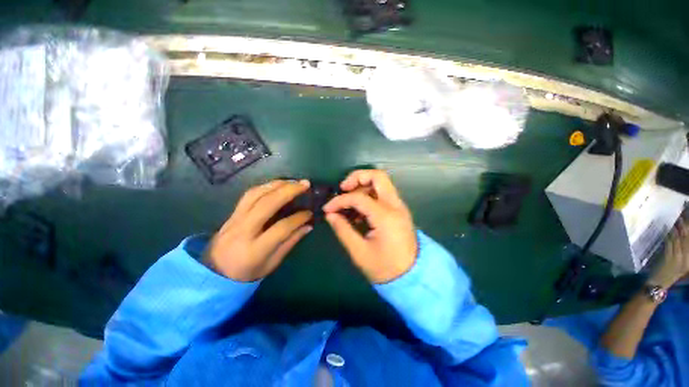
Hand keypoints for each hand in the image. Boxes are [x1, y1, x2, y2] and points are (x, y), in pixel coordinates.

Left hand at [204, 180, 312, 281]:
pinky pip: (249, 194)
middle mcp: (243, 230)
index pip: (281, 228)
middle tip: (305, 184)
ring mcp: (235, 219)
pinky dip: (265, 186)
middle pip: (267, 204)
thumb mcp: (272, 264)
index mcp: (255, 249)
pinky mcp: (232, 213)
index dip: (298, 218)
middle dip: (289, 191)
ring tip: (293, 182)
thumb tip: (308, 226)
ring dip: (277, 184)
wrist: (214, 273)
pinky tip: (276, 185)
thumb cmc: (246, 273)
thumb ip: (290, 243)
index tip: (310, 213)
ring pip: (256, 194)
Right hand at [323, 170, 417, 283]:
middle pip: (378, 176)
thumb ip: (343, 229)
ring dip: (363, 185)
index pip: (358, 198)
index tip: (328, 209)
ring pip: (381, 182)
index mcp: (385, 216)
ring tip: (349, 201)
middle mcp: (395, 206)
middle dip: (357, 177)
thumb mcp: (359, 252)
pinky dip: (369, 194)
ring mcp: (399, 206)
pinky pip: (383, 193)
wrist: (412, 277)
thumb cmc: (385, 268)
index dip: (339, 201)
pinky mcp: (399, 210)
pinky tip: (359, 210)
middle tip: (343, 188)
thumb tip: (330, 214)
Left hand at [650, 219, 688, 287]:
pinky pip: (670, 244)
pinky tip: (670, 229)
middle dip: (686, 227)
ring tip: (678, 219)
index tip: (688, 220)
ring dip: (678, 229)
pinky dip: (670, 236)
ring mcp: (677, 259)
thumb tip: (682, 234)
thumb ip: (683, 250)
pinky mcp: (668, 258)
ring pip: (679, 240)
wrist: (659, 283)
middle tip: (684, 216)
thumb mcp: (680, 262)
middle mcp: (686, 259)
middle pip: (687, 239)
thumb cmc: (669, 272)